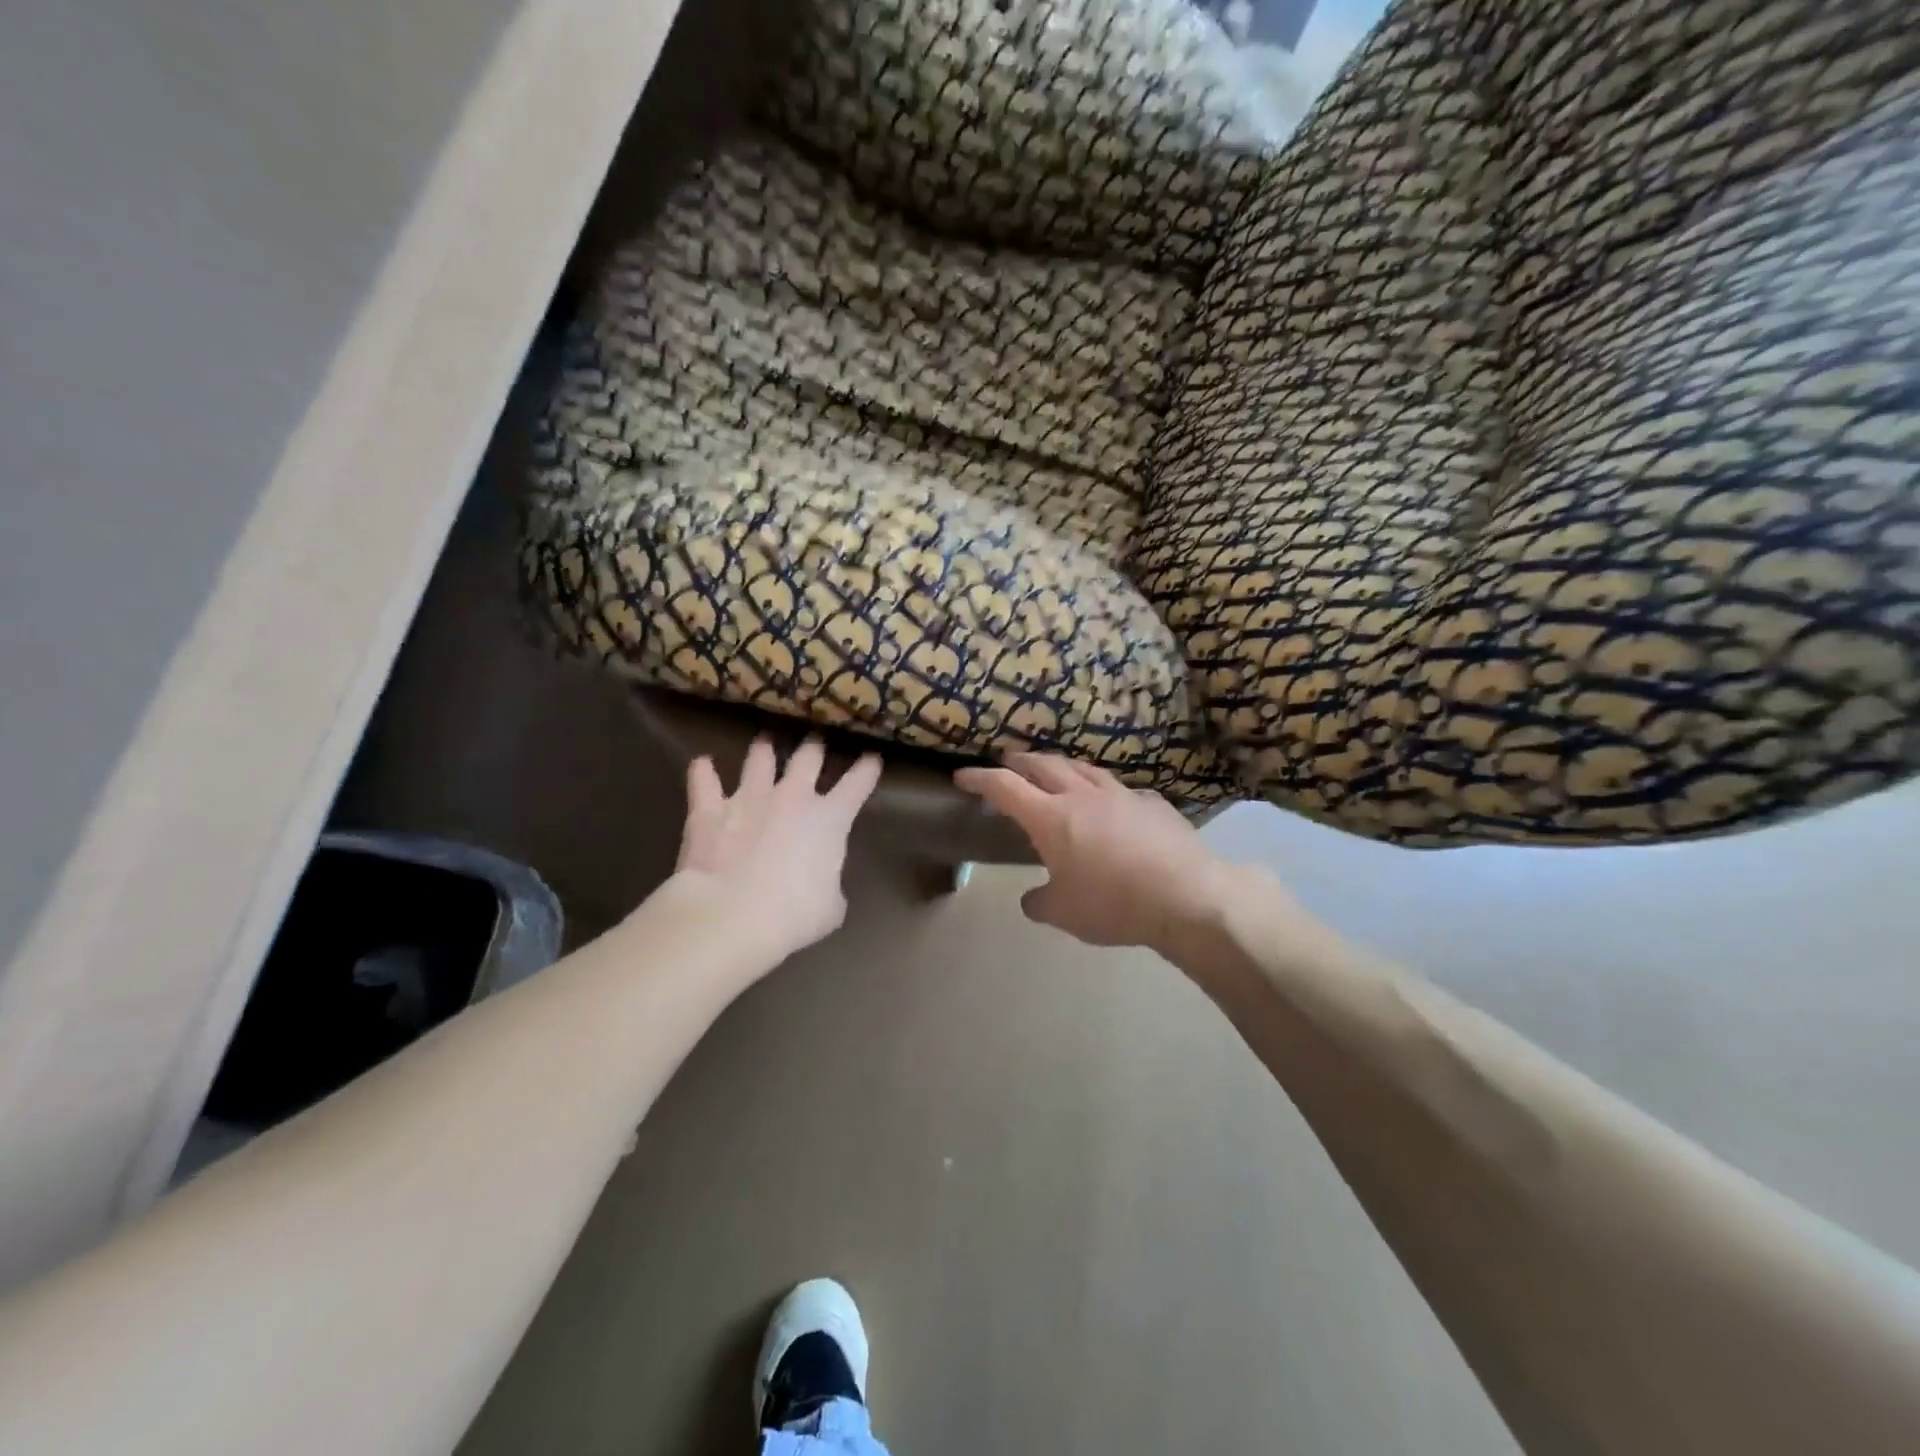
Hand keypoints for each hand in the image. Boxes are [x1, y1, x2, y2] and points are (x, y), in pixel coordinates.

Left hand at [674, 736, 881, 963]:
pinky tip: (701, 764)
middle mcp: (792, 797)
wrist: (732, 915)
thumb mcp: (832, 907)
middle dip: (815, 746)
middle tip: (815, 740)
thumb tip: (822, 884)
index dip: (867, 769)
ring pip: (759, 758)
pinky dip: (703, 771)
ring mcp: (749, 798)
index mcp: (830, 819)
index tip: (872, 757)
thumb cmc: (793, 915)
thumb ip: (831, 886)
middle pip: (809, 756)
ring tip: (765, 740)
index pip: (858, 784)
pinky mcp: (709, 809)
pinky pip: (703, 780)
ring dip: (763, 749)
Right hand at [954, 753, 1241, 951]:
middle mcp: (1082, 796)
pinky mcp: (1152, 804)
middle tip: (1008, 762)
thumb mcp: (1064, 914)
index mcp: (1051, 818)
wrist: (1186, 896)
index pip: (1004, 787)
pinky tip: (1111, 803)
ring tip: (1054, 770)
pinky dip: (1104, 791)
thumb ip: (1039, 903)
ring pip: (1083, 768)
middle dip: (1020, 761)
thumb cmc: (1113, 904)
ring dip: (1061, 766)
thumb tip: (1031, 899)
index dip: (980, 779)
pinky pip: (1121, 790)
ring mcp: (1121, 795)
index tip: (962, 776)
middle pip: (1043, 765)